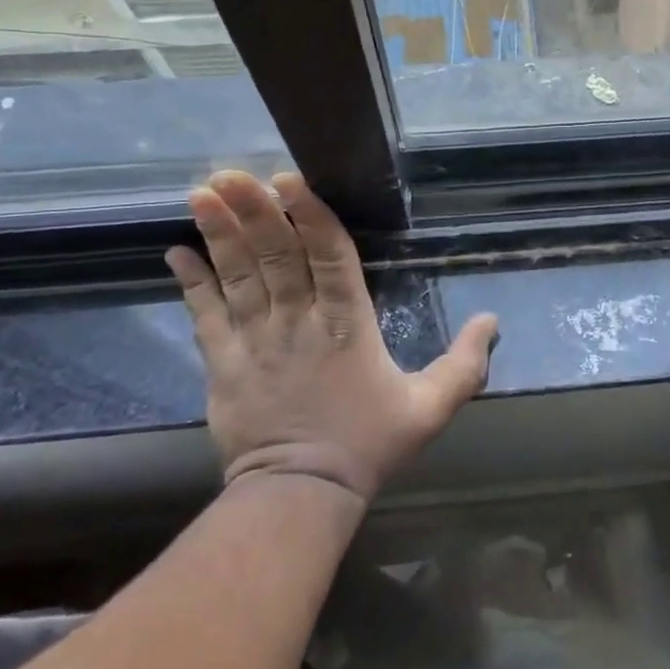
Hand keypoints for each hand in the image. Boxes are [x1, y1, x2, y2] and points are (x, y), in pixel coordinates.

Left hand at [166, 170, 497, 502]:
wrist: (300, 495)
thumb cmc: (368, 444)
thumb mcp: (431, 408)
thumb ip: (465, 363)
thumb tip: (492, 319)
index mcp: (347, 324)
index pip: (328, 257)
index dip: (310, 215)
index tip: (288, 179)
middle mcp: (298, 321)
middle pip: (276, 256)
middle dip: (255, 211)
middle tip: (231, 173)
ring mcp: (255, 341)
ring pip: (237, 276)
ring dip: (220, 233)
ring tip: (202, 194)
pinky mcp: (223, 364)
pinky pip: (204, 316)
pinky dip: (191, 283)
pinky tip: (176, 251)